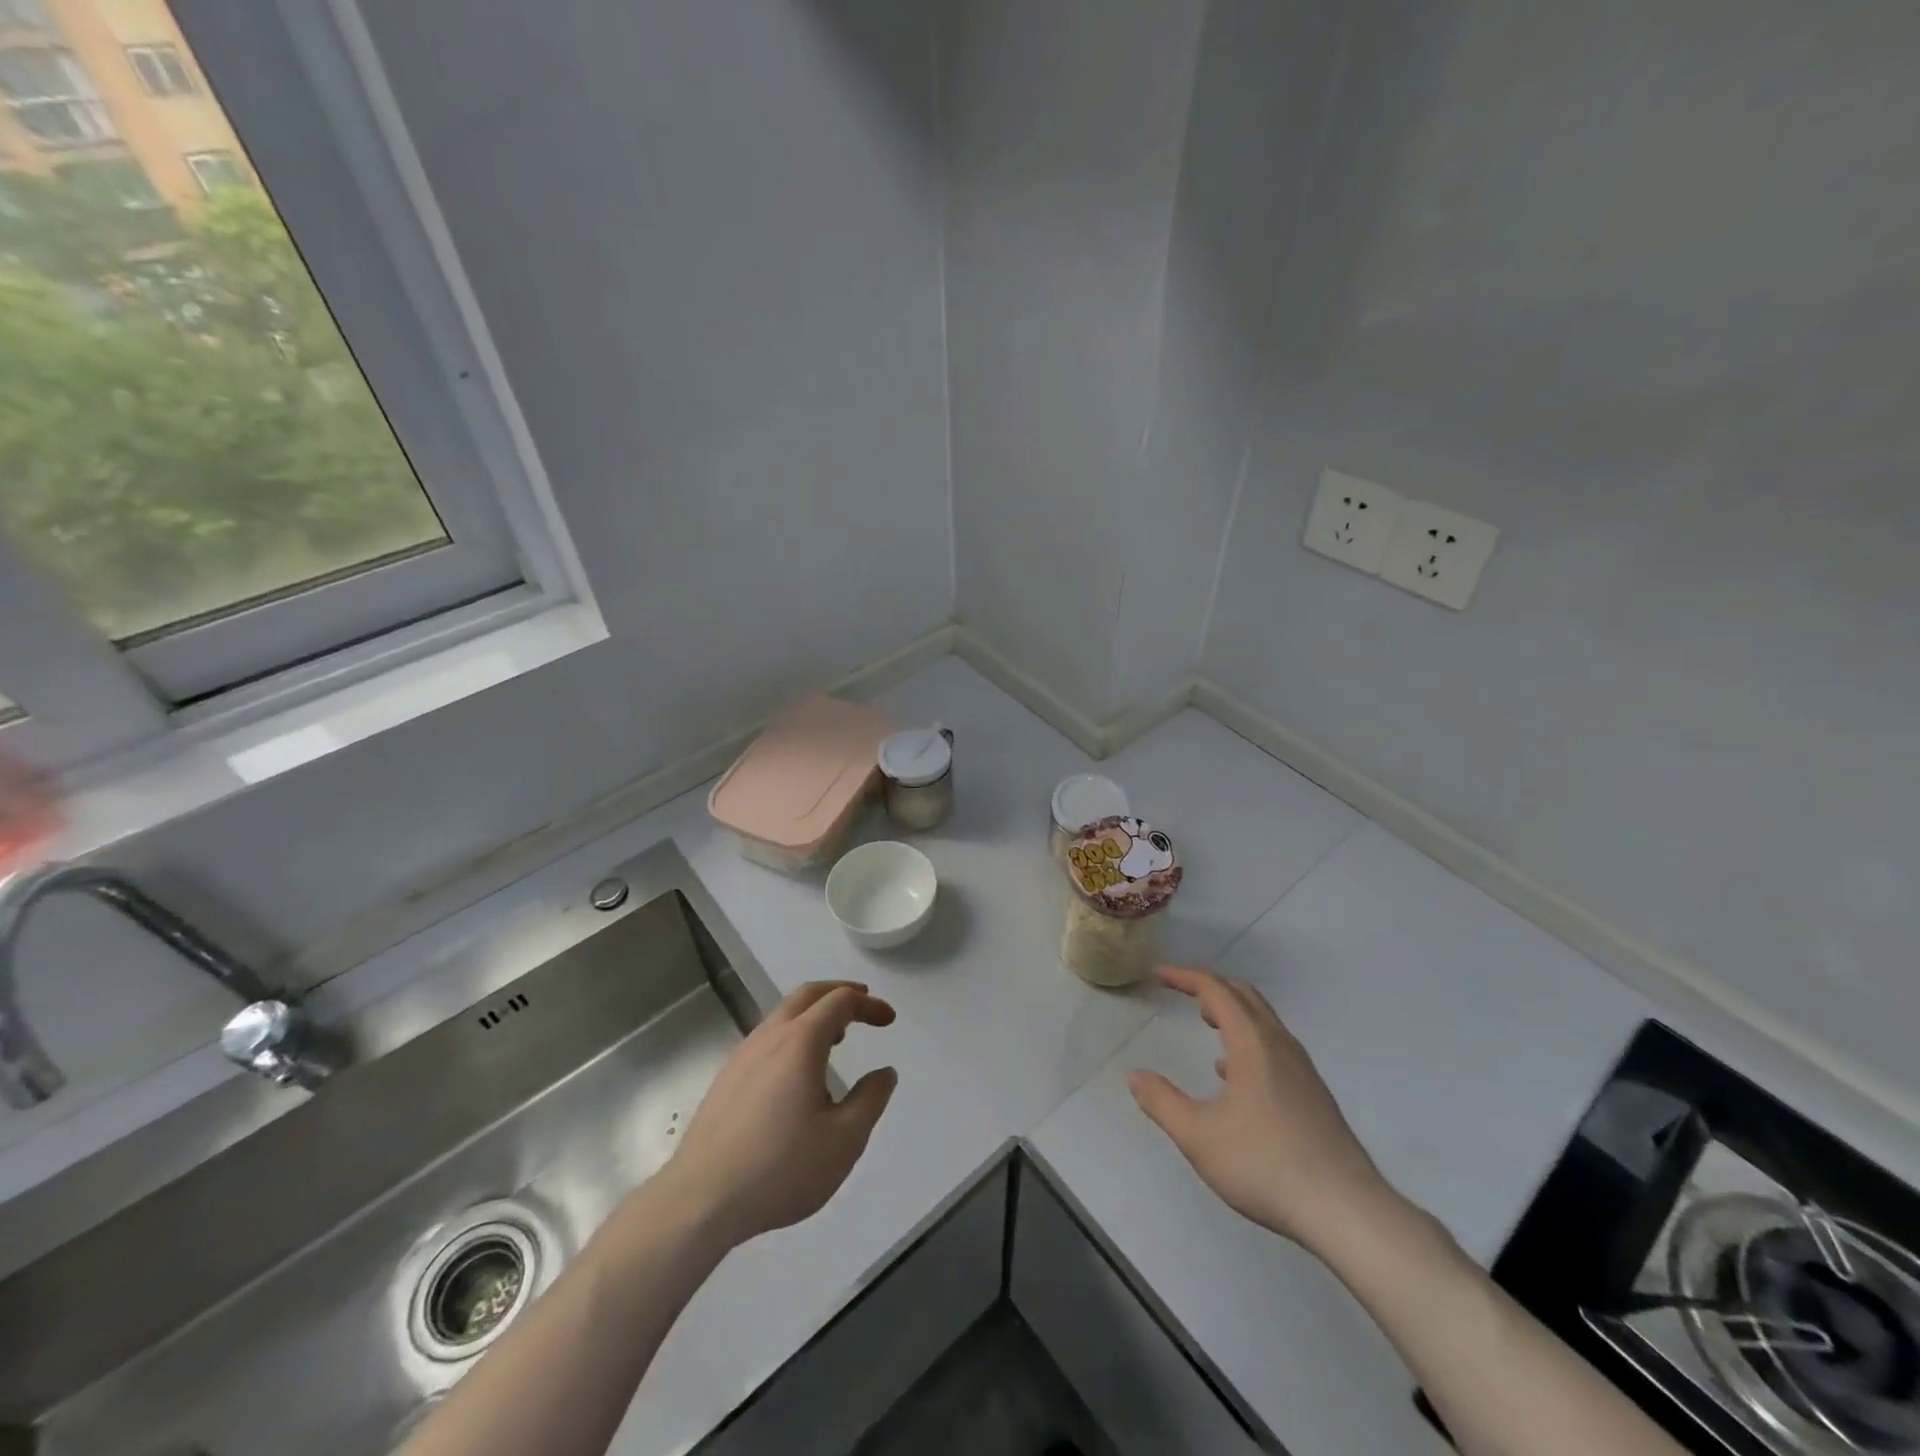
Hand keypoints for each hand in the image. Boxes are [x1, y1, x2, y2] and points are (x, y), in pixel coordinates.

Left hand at [658, 981, 897, 1248]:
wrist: (700, 1201)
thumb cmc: (780, 1168)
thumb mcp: (844, 1140)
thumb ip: (870, 1100)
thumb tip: (884, 1074)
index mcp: (800, 1041)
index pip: (840, 1001)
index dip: (868, 1005)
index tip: (889, 1021)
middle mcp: (769, 1037)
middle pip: (807, 995)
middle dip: (839, 993)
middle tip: (863, 1004)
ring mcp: (742, 1056)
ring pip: (783, 1015)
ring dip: (814, 1014)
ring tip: (837, 1037)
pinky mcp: (726, 1080)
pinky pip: (767, 1039)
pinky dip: (793, 1035)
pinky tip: (798, 1072)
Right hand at [1128, 965, 1395, 1252]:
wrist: (1347, 1211)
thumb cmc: (1266, 1165)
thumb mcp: (1198, 1136)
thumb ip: (1162, 1102)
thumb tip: (1135, 1076)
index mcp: (1253, 1043)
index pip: (1216, 990)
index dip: (1184, 976)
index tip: (1159, 974)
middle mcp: (1280, 1045)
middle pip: (1245, 996)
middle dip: (1210, 987)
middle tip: (1181, 991)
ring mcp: (1303, 1070)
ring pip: (1264, 1021)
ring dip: (1232, 1012)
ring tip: (1207, 1024)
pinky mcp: (1314, 1095)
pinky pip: (1276, 1047)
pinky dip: (1249, 1040)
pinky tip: (1235, 1076)